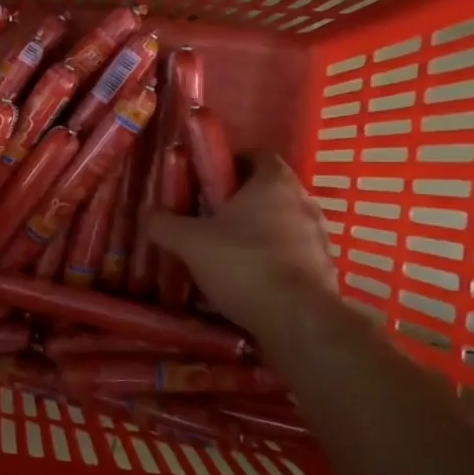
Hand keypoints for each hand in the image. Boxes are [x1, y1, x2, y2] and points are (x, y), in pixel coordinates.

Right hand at [143, 154, 336, 341]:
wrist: (296, 319)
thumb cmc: (242, 264)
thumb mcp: (189, 243)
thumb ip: (165, 224)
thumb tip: (148, 214)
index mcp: (274, 182)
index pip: (258, 155)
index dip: (231, 163)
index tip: (208, 181)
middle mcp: (304, 201)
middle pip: (269, 190)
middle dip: (241, 200)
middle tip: (210, 217)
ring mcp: (319, 235)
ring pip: (282, 221)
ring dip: (258, 230)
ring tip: (227, 251)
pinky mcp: (324, 267)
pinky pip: (293, 252)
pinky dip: (273, 258)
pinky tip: (249, 278)